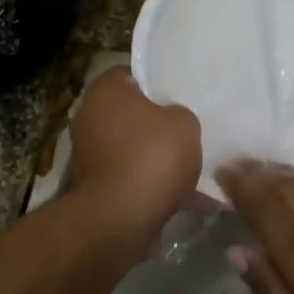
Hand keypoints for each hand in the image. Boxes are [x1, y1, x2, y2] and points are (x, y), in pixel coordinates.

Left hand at [67, 67, 202, 246]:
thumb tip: (173, 121)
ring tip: (201, 167)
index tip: (181, 91)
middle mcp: (92, 119)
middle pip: (133, 113)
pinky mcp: (101, 187)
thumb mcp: (184, 124)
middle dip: (162, 124)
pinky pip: (137, 179)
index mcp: (106, 92)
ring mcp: (94, 156)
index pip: (130, 73)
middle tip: (193, 127)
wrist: (120, 220)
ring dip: (163, 159)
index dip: (157, 80)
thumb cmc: (150, 157)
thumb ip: (181, 114)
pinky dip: (159, 187)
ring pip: (137, 149)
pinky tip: (196, 201)